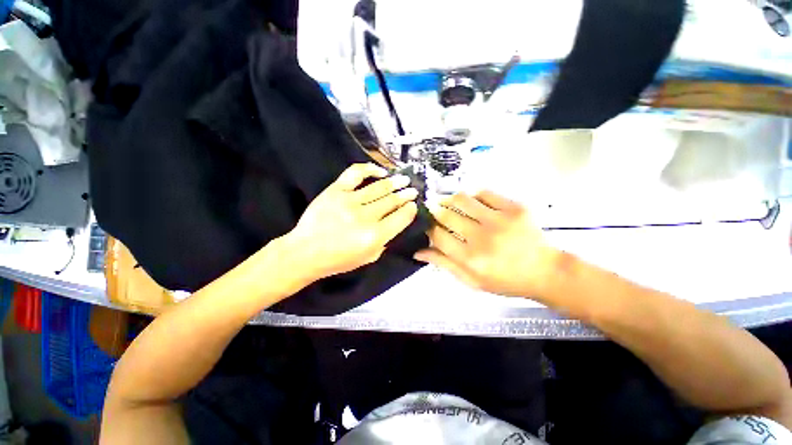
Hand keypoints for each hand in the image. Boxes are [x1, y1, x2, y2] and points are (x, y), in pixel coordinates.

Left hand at [286, 163, 418, 280]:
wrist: (305, 252)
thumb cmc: (338, 260)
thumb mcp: (368, 258)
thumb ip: (385, 241)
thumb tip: (395, 223)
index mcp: (375, 236)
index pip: (401, 218)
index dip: (410, 210)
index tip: (413, 205)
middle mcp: (365, 217)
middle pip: (392, 201)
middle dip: (406, 195)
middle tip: (413, 190)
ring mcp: (350, 200)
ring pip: (379, 187)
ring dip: (395, 182)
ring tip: (404, 179)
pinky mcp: (336, 190)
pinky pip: (356, 173)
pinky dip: (370, 169)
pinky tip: (381, 171)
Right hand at [415, 191, 559, 298]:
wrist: (545, 271)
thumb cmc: (505, 280)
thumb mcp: (471, 281)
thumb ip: (444, 264)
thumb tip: (417, 252)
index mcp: (471, 259)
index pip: (438, 236)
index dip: (429, 228)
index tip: (428, 225)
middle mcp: (483, 238)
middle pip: (447, 215)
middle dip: (436, 210)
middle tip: (434, 209)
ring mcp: (500, 221)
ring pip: (463, 199)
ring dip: (450, 199)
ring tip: (449, 202)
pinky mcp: (515, 208)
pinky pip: (485, 193)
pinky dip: (473, 195)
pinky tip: (472, 201)